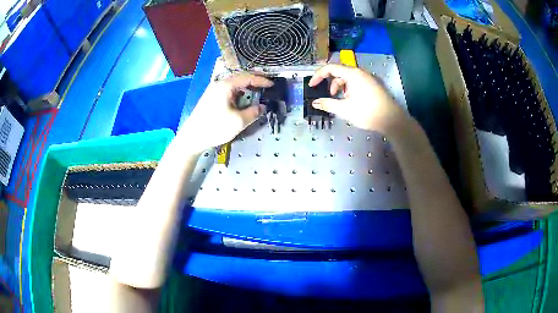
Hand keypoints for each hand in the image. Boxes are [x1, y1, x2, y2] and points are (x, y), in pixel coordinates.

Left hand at [178, 73, 272, 152]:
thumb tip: (262, 107)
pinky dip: (239, 91)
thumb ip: (254, 112)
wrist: (192, 137)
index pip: (247, 77)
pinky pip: (228, 90)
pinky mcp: (211, 97)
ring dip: (246, 86)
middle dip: (254, 80)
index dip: (261, 80)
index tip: (273, 84)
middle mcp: (219, 84)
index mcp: (226, 85)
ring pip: (234, 83)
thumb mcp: (238, 121)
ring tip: (257, 90)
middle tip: (267, 84)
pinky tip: (243, 98)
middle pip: (240, 77)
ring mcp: (214, 90)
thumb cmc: (215, 128)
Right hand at [309, 64, 407, 135]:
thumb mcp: (344, 109)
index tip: (312, 85)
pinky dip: (351, 89)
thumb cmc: (367, 112)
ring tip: (342, 101)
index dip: (318, 75)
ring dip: (342, 87)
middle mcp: (361, 72)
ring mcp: (370, 78)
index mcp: (353, 74)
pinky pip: (358, 82)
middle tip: (330, 96)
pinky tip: (353, 101)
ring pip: (350, 78)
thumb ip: (328, 104)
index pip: (331, 68)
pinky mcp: (375, 85)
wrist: (392, 120)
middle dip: (332, 83)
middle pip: (341, 72)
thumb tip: (315, 103)